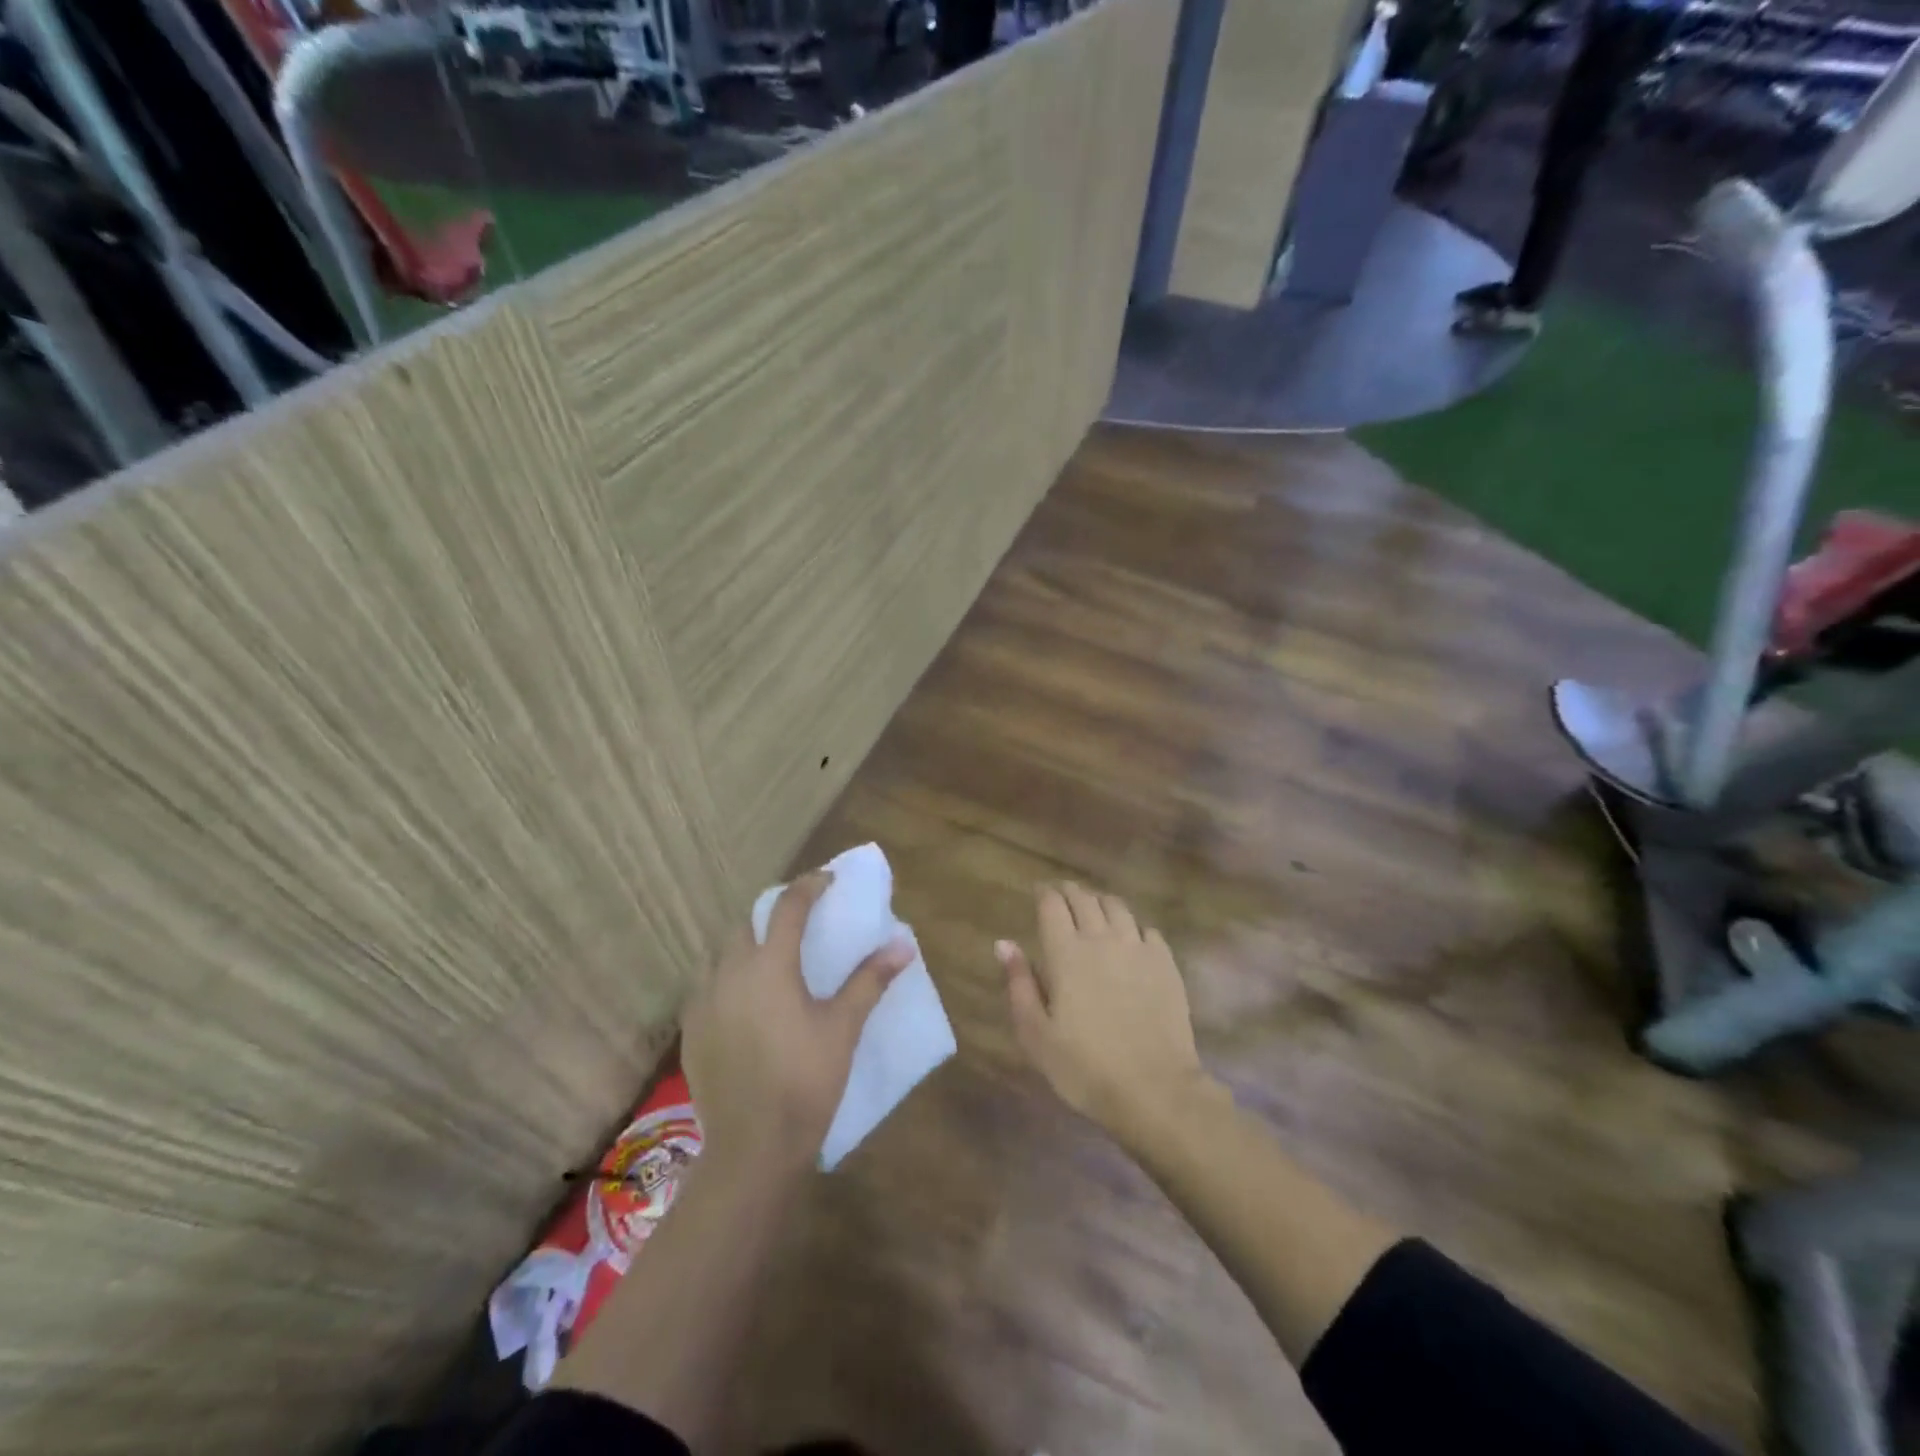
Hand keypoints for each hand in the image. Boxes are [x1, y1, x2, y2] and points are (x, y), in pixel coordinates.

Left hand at [683, 871, 912, 1177]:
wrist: (753, 1146)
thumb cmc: (806, 1080)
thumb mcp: (844, 1027)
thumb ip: (870, 980)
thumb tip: (904, 944)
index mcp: (770, 965)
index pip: (789, 906)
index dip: (810, 886)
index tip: (828, 880)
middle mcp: (730, 972)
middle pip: (749, 923)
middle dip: (774, 913)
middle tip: (801, 923)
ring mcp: (703, 1000)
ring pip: (721, 951)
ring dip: (746, 942)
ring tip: (771, 958)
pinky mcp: (691, 1028)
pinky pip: (706, 984)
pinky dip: (727, 975)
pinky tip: (744, 999)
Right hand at [1000, 882, 1220, 1147]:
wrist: (1154, 1089)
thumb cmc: (1084, 1066)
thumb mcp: (1036, 1034)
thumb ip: (1019, 983)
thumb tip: (1004, 943)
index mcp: (1066, 953)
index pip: (1052, 905)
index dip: (1043, 893)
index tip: (1038, 892)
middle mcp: (1102, 939)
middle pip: (1084, 899)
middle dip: (1069, 891)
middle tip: (1061, 894)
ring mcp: (1138, 948)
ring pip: (1117, 907)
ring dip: (1100, 901)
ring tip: (1094, 907)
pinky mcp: (1166, 963)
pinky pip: (1146, 929)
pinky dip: (1132, 926)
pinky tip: (1130, 937)